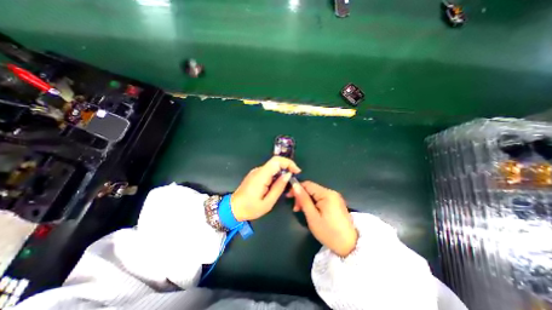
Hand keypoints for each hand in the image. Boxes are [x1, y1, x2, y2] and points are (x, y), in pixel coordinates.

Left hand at [232, 158, 300, 222]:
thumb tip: (288, 175)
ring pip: (273, 166)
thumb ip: (278, 187)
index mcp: (261, 176)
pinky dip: (277, 175)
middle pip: (276, 162)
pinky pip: (269, 171)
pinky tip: (278, 184)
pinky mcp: (255, 174)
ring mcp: (256, 172)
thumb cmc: (250, 208)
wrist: (233, 208)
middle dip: (287, 167)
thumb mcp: (268, 202)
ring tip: (287, 184)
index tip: (297, 171)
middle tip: (294, 178)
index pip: (276, 161)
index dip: (288, 163)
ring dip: (282, 172)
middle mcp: (258, 170)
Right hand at [287, 181, 360, 256]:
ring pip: (315, 193)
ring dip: (306, 200)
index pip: (307, 184)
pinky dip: (313, 202)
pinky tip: (310, 210)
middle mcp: (332, 192)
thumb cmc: (328, 232)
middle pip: (311, 188)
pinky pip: (321, 198)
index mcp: (327, 194)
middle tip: (296, 208)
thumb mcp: (312, 216)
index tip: (288, 197)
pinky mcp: (336, 202)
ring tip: (301, 210)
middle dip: (301, 196)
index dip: (296, 188)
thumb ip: (303, 199)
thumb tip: (295, 185)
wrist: (350, 246)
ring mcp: (335, 197)